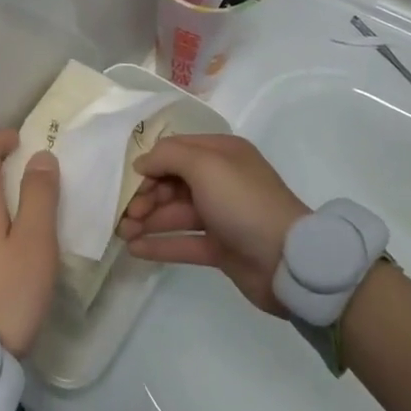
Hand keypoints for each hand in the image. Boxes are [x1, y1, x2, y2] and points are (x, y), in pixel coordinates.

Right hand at [119, 134, 307, 314]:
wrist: (289, 260)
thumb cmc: (244, 202)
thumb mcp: (205, 165)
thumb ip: (168, 156)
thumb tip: (142, 163)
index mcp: (222, 154)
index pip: (176, 150)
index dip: (151, 164)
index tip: (129, 179)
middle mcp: (221, 180)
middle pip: (172, 182)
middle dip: (146, 195)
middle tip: (124, 213)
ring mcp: (221, 215)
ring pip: (175, 213)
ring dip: (147, 220)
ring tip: (122, 233)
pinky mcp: (221, 247)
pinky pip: (183, 241)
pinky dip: (159, 243)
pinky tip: (135, 249)